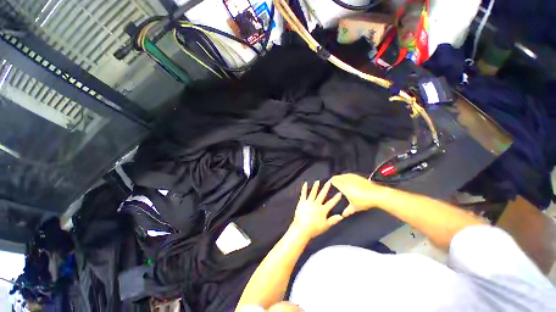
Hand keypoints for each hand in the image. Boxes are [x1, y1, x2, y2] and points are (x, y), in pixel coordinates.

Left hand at [291, 181, 342, 238]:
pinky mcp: (302, 202)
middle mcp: (316, 204)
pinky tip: (305, 183)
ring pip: (313, 193)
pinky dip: (304, 188)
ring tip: (317, 181)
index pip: (331, 203)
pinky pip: (303, 194)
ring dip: (315, 186)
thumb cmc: (314, 229)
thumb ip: (333, 220)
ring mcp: (308, 202)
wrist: (302, 229)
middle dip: (326, 188)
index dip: (336, 198)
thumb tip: (341, 216)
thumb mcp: (326, 226)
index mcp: (322, 210)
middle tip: (329, 182)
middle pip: (322, 195)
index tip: (339, 193)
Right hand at [330, 174, 385, 216]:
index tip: (329, 183)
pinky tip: (347, 176)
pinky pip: (349, 174)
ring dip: (340, 176)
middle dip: (334, 178)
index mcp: (344, 187)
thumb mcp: (355, 207)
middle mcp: (347, 181)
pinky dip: (346, 175)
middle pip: (338, 177)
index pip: (334, 181)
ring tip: (338, 178)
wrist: (376, 195)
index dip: (331, 181)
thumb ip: (348, 211)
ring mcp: (353, 178)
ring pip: (343, 175)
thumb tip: (343, 215)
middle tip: (332, 180)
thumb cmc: (364, 201)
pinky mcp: (358, 177)